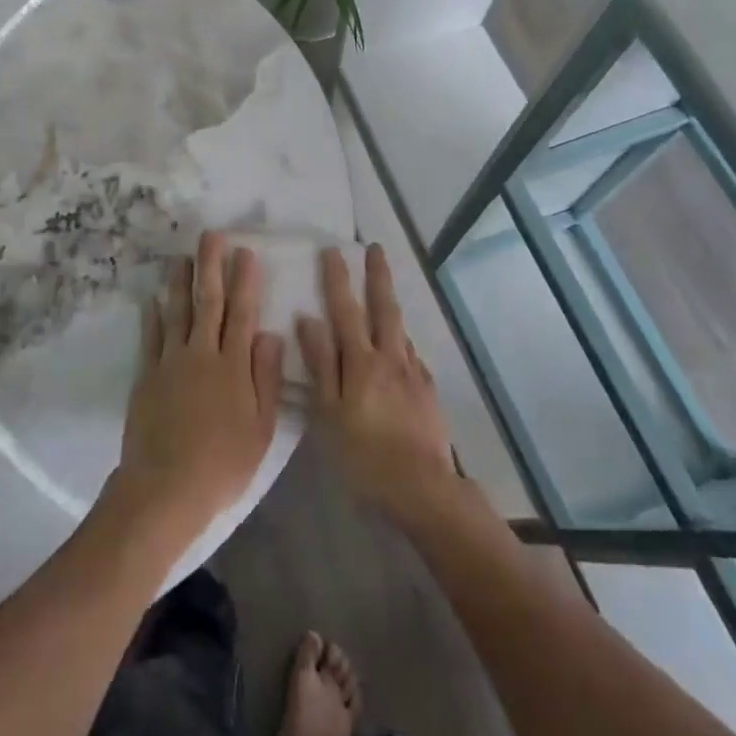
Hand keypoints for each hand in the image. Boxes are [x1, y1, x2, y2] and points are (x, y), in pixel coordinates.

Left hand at [113, 232, 285, 541]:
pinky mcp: (146, 376)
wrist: (166, 488)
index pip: (242, 314)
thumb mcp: (260, 428)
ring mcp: (170, 363)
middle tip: (211, 236)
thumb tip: (271, 334)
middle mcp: (202, 355)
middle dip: (211, 266)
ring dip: (180, 282)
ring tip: (181, 256)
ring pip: (176, 312)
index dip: (245, 281)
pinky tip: (152, 298)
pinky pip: (150, 338)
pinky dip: (151, 316)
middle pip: (209, 303)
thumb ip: (266, 378)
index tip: (245, 252)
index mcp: (233, 367)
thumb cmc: (222, 464)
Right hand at [298, 245, 456, 522]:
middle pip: (384, 308)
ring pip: (401, 329)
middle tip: (375, 248)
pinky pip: (412, 355)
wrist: (422, 487)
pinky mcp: (428, 391)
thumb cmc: (363, 454)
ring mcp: (413, 373)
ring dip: (391, 304)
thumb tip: (308, 319)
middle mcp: (390, 358)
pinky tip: (400, 347)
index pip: (345, 310)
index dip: (337, 279)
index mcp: (361, 362)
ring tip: (385, 290)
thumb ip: (320, 364)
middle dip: (377, 276)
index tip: (332, 250)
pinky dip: (402, 341)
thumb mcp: (328, 413)